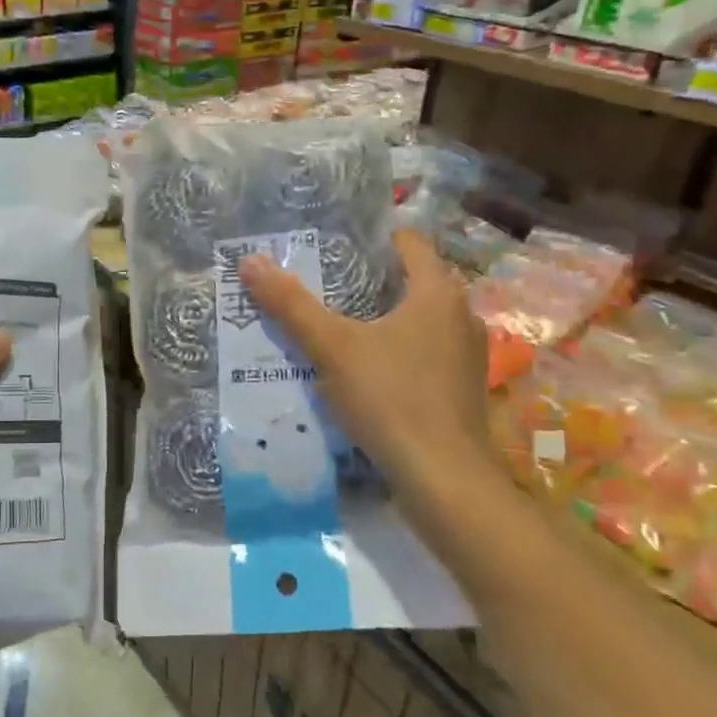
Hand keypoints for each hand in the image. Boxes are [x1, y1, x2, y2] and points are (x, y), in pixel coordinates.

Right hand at [240, 229, 500, 509]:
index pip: (409, 242)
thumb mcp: (332, 348)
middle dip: (369, 280)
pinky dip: (396, 350)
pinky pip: (424, 352)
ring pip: (419, 320)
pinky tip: (364, 369)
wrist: (443, 478)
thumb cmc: (391, 398)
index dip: (371, 238)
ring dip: (382, 318)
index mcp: (438, 293)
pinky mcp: (461, 389)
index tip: (332, 244)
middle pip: (412, 281)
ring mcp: (466, 355)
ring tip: (337, 325)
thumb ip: (291, 305)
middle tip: (323, 283)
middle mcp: (461, 316)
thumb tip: (250, 261)